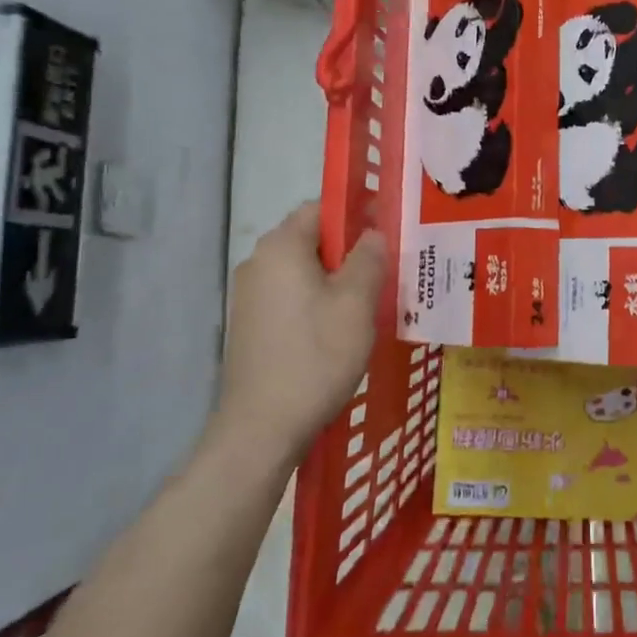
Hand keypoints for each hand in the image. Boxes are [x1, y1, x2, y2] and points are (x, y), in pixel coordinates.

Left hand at [214, 201, 386, 466]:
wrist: (260, 429)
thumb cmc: (315, 356)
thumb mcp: (357, 303)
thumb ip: (369, 258)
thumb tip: (373, 233)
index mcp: (281, 247)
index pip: (321, 207)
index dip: (356, 213)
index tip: (387, 232)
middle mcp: (259, 262)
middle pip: (311, 238)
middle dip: (349, 249)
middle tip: (385, 271)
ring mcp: (249, 296)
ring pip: (302, 270)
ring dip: (335, 278)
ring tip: (368, 303)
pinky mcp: (250, 325)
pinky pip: (290, 296)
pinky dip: (316, 301)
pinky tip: (339, 329)